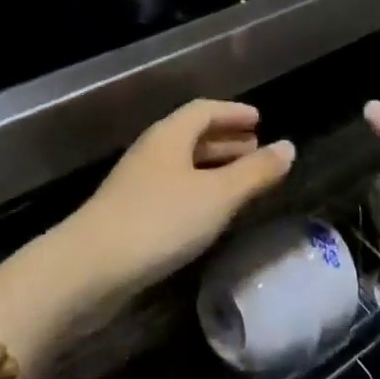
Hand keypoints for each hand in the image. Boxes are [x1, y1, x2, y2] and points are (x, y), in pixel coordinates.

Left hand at [61, 100, 295, 309]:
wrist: (90, 268)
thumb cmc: (160, 221)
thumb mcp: (217, 196)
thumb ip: (254, 173)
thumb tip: (289, 147)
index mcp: (170, 135)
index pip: (204, 110)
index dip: (233, 113)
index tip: (259, 120)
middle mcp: (152, 150)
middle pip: (191, 134)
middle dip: (225, 138)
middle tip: (255, 146)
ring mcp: (137, 182)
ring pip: (182, 162)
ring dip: (212, 165)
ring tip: (240, 178)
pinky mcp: (130, 212)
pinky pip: (173, 187)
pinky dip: (198, 188)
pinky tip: (209, 211)